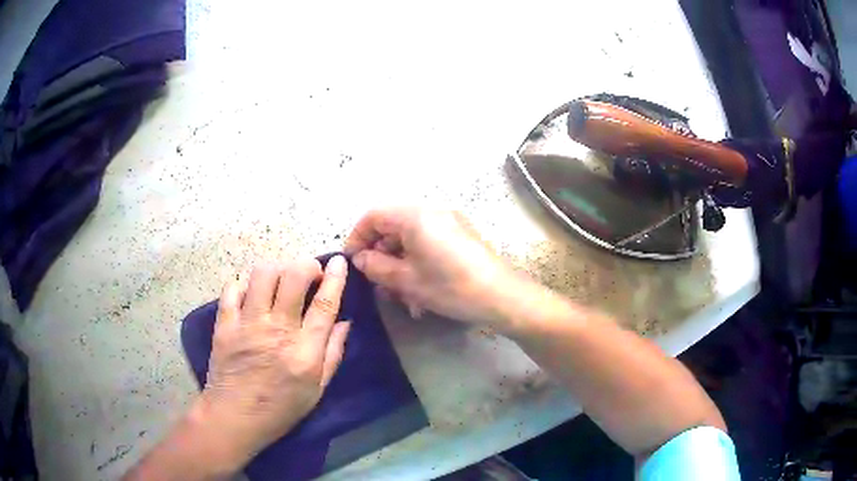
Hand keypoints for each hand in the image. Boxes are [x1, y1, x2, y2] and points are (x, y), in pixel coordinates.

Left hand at [197, 257, 350, 464]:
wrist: (235, 417)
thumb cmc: (281, 408)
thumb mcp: (317, 389)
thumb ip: (333, 354)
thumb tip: (344, 322)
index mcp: (304, 351)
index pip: (324, 305)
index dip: (335, 279)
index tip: (339, 261)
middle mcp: (277, 331)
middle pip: (294, 278)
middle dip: (306, 265)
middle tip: (310, 273)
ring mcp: (247, 325)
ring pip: (263, 275)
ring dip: (277, 269)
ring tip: (281, 280)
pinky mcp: (225, 324)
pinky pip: (232, 288)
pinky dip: (244, 283)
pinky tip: (252, 292)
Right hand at [345, 208, 522, 326]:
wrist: (502, 297)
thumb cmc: (450, 287)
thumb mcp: (406, 280)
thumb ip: (376, 266)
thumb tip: (360, 258)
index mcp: (415, 215)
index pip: (374, 215)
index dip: (357, 237)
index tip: (352, 261)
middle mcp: (433, 210)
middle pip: (393, 226)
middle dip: (381, 255)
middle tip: (377, 283)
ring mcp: (450, 221)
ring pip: (411, 238)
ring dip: (400, 264)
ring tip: (400, 295)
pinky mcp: (461, 234)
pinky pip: (429, 242)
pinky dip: (418, 262)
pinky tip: (420, 291)